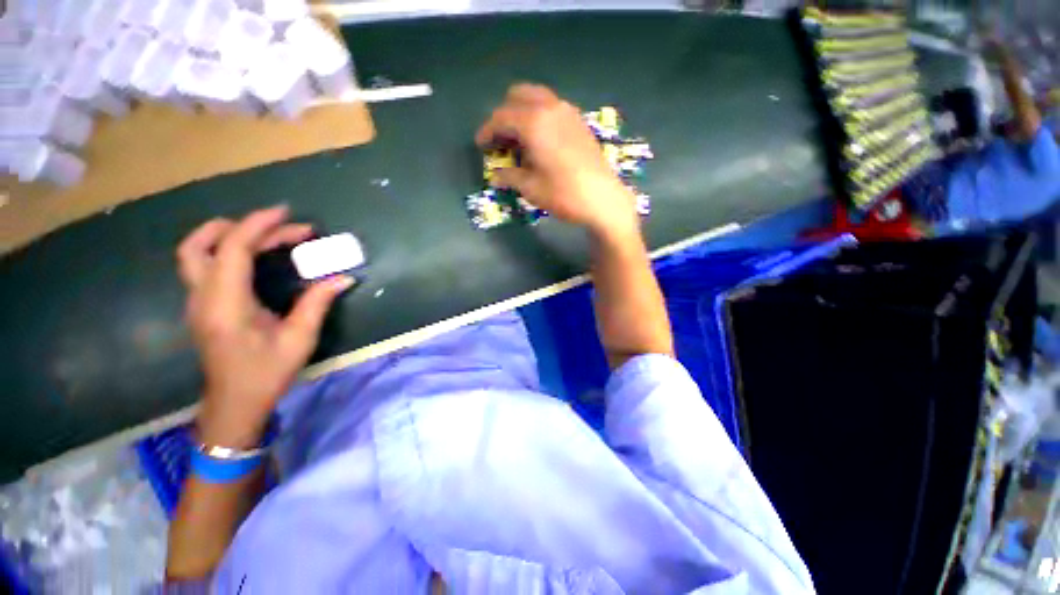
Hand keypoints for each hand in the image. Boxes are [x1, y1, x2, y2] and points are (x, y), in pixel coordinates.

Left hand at [176, 206, 352, 446]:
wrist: (234, 404)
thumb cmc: (267, 373)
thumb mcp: (299, 339)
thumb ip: (317, 303)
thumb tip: (343, 278)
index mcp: (225, 305)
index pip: (233, 250)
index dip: (257, 226)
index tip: (286, 214)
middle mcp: (202, 298)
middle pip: (203, 245)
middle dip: (244, 227)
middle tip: (285, 228)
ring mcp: (197, 301)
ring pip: (196, 253)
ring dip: (229, 235)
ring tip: (267, 234)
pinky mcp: (202, 305)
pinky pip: (206, 265)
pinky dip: (229, 250)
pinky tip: (256, 257)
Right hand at [476, 83, 638, 237]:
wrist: (602, 198)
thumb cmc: (563, 194)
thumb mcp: (531, 188)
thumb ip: (510, 176)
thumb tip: (496, 175)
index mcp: (533, 122)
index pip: (501, 117)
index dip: (487, 131)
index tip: (481, 145)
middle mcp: (550, 107)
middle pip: (517, 96)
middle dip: (504, 115)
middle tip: (500, 140)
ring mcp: (567, 112)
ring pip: (536, 98)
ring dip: (522, 113)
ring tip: (518, 140)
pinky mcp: (579, 121)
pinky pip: (552, 108)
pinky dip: (539, 116)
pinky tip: (539, 141)